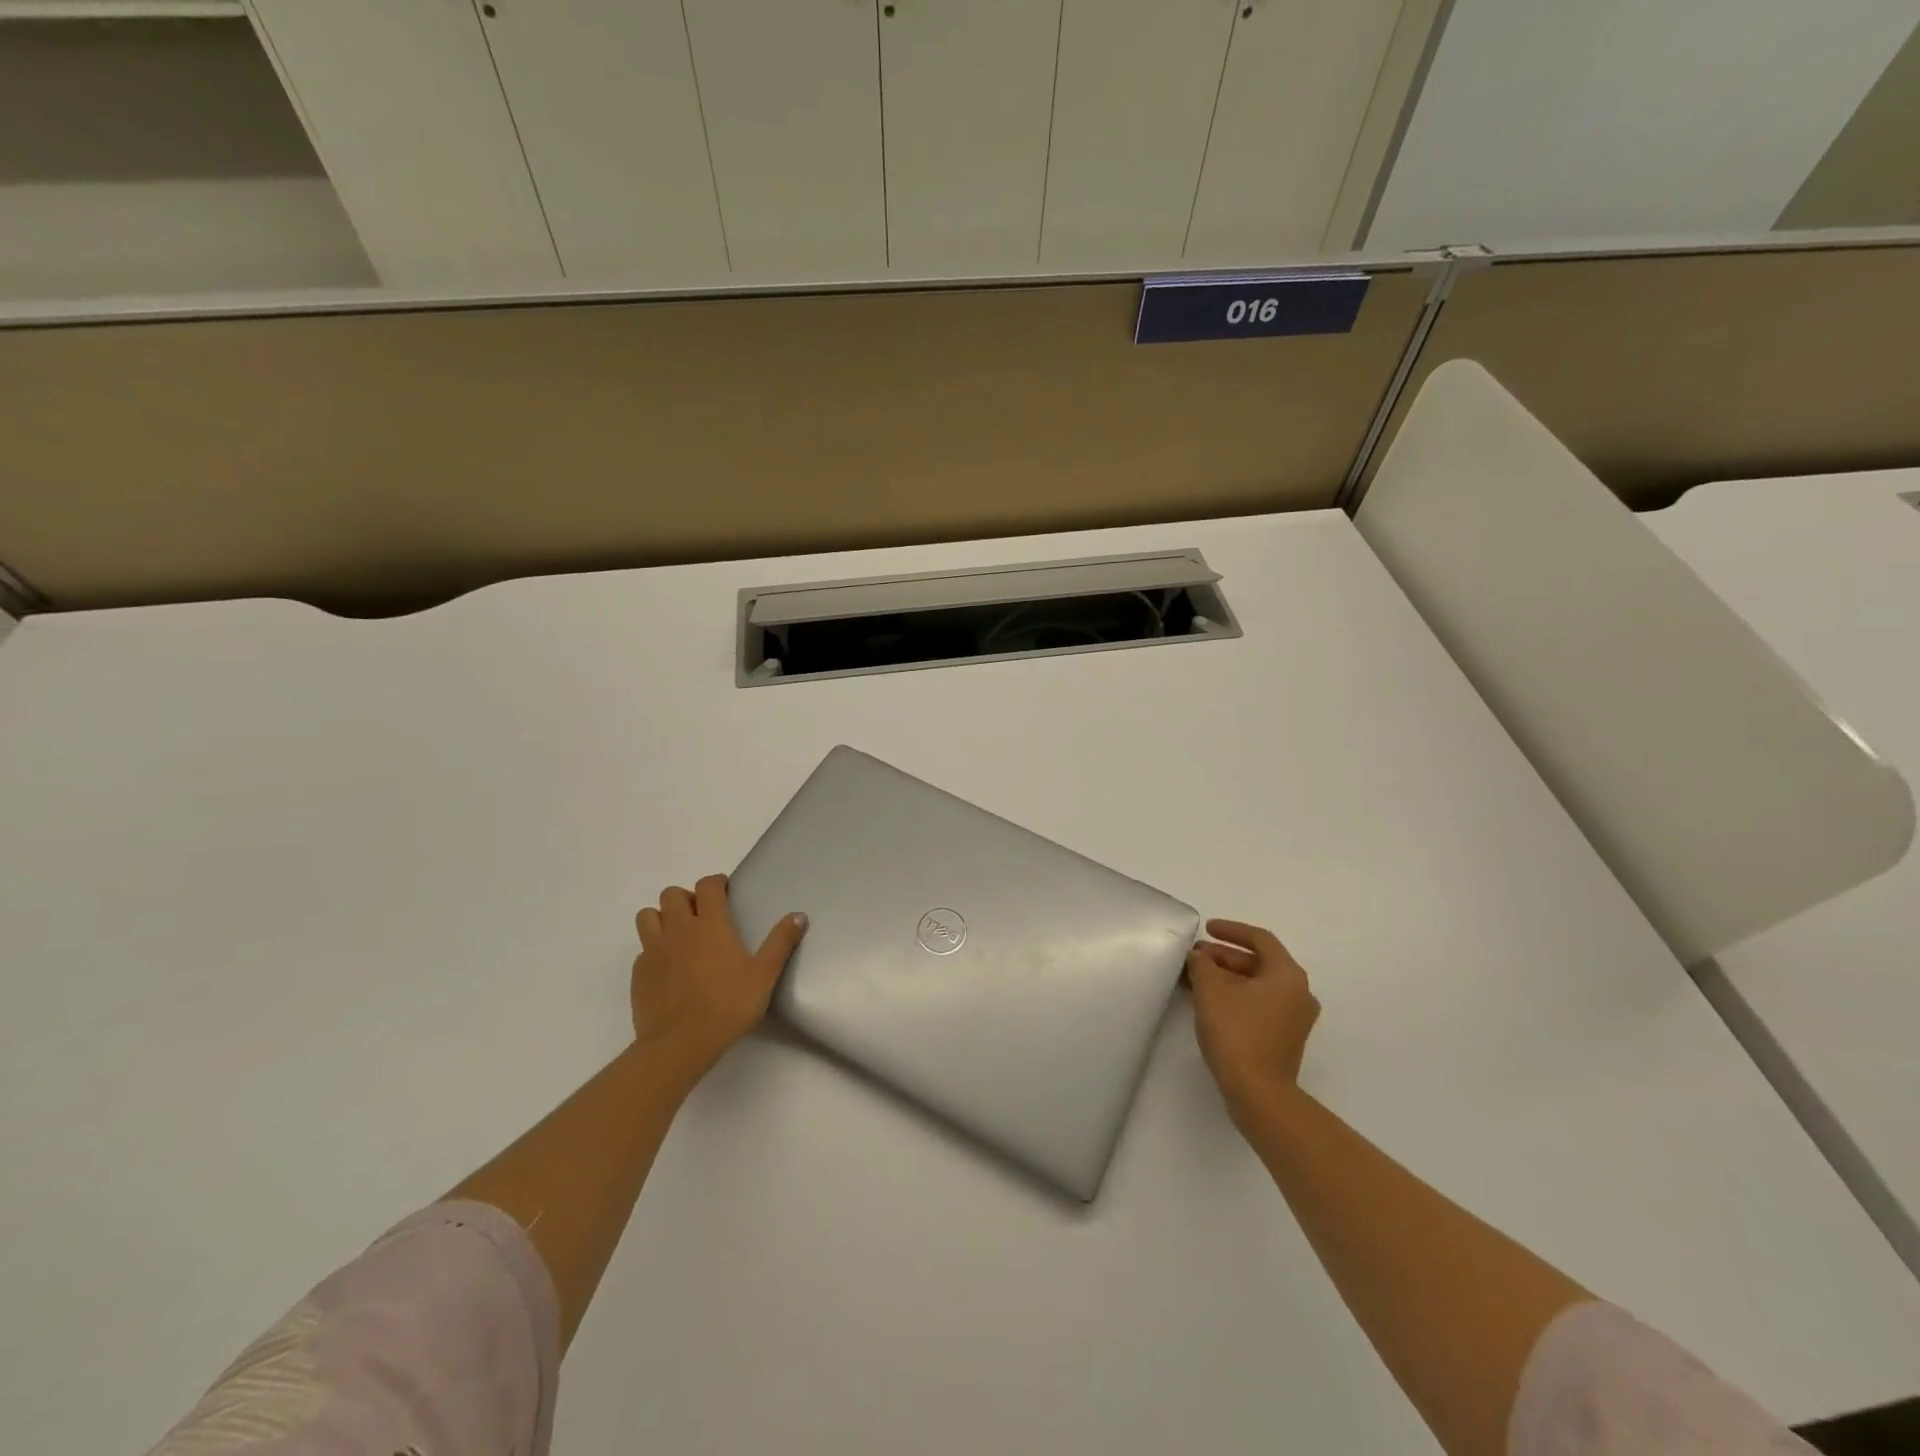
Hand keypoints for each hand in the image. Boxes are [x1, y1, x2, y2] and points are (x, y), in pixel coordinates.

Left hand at [632, 874, 806, 1090]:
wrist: (679, 1044)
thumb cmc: (727, 1006)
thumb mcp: (764, 975)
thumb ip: (780, 942)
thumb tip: (799, 915)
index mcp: (710, 924)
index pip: (707, 885)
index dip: (715, 883)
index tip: (725, 891)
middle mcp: (679, 929)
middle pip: (672, 895)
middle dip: (687, 898)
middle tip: (702, 915)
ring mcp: (654, 950)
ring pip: (648, 916)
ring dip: (662, 918)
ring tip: (678, 935)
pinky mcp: (638, 973)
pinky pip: (643, 949)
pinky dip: (653, 950)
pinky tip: (667, 968)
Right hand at [1187, 919, 1320, 1129]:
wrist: (1259, 1094)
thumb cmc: (1237, 1032)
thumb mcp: (1211, 989)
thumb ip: (1202, 964)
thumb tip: (1199, 957)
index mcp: (1288, 975)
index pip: (1260, 939)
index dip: (1231, 930)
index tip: (1206, 929)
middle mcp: (1298, 993)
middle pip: (1259, 962)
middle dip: (1224, 956)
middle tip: (1195, 956)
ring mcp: (1294, 1019)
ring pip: (1257, 985)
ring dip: (1227, 977)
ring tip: (1197, 977)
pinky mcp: (1284, 1039)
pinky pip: (1258, 1005)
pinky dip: (1235, 996)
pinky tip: (1209, 1002)